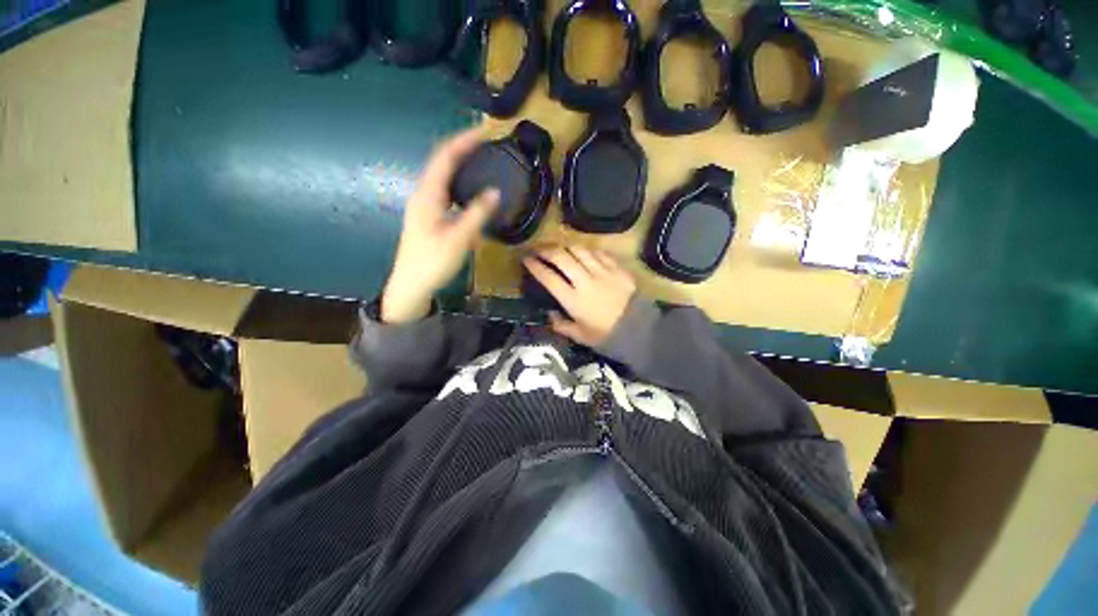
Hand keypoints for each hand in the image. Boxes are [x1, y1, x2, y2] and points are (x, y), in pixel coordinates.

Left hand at [382, 129, 499, 323]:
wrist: (411, 284)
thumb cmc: (433, 261)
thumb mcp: (459, 239)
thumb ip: (477, 214)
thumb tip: (495, 191)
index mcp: (428, 195)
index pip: (445, 157)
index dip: (463, 141)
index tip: (484, 131)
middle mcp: (423, 194)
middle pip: (441, 161)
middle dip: (462, 148)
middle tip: (486, 144)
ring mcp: (423, 204)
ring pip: (441, 175)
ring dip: (459, 163)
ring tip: (480, 159)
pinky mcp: (427, 215)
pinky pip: (443, 188)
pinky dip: (457, 180)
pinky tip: (469, 187)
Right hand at [524, 246, 636, 346]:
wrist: (638, 329)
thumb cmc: (606, 335)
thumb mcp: (580, 336)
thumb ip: (561, 325)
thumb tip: (550, 314)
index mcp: (573, 299)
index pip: (548, 277)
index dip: (535, 266)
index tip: (526, 259)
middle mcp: (585, 280)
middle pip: (561, 257)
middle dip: (546, 250)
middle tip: (538, 249)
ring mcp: (602, 271)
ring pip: (579, 250)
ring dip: (566, 247)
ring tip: (559, 248)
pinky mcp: (616, 267)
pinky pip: (598, 252)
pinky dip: (587, 250)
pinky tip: (584, 253)